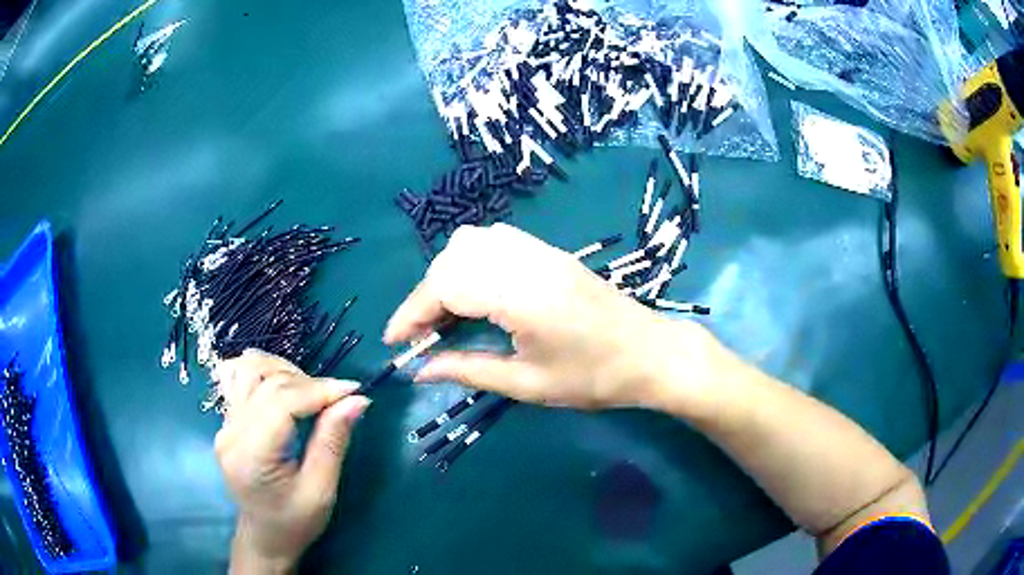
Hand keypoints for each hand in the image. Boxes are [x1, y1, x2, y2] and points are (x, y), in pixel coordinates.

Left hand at [213, 350, 369, 573]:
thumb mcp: (321, 491)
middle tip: (339, 398)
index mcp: (251, 455)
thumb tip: (357, 400)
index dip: (320, 390)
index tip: (354, 390)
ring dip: (284, 370)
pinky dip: (265, 372)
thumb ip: (333, 442)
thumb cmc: (295, 523)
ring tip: (311, 390)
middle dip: (309, 382)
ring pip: (248, 369)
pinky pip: (240, 379)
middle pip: (267, 383)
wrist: (264, 537)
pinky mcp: (227, 422)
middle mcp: (231, 433)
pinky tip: (284, 384)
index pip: (281, 402)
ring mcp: (224, 425)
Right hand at [384, 224, 687, 409]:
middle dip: (426, 296)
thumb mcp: (527, 383)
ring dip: (447, 276)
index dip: (412, 312)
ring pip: (471, 243)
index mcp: (521, 294)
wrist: (651, 354)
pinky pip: (494, 242)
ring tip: (446, 317)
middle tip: (423, 336)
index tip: (394, 343)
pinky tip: (475, 296)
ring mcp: (540, 250)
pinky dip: (470, 264)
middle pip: (453, 259)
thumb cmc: (594, 378)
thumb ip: (468, 369)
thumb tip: (419, 369)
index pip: (446, 287)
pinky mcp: (549, 252)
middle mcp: (526, 260)